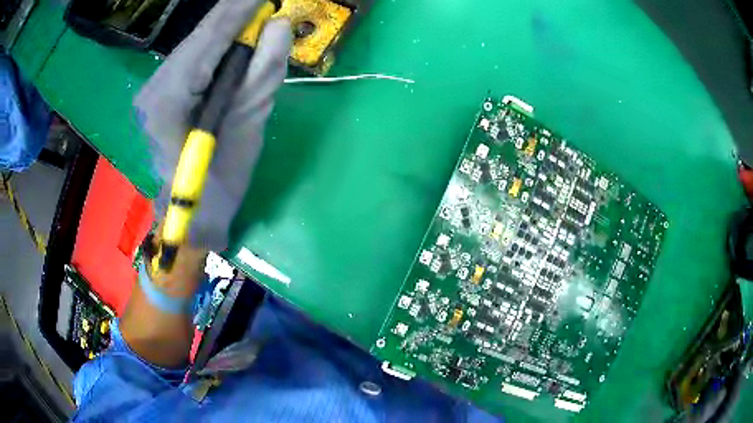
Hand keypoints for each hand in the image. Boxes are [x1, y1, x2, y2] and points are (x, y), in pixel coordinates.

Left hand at [135, 0, 291, 251]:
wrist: (191, 216)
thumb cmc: (218, 186)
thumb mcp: (246, 129)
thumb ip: (261, 73)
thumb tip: (279, 26)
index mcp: (169, 98)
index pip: (210, 36)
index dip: (242, 8)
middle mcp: (156, 84)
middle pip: (202, 33)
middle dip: (239, 11)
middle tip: (268, 4)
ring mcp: (156, 86)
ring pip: (199, 41)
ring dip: (232, 24)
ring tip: (260, 14)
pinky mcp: (163, 90)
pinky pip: (197, 55)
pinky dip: (222, 41)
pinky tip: (242, 35)